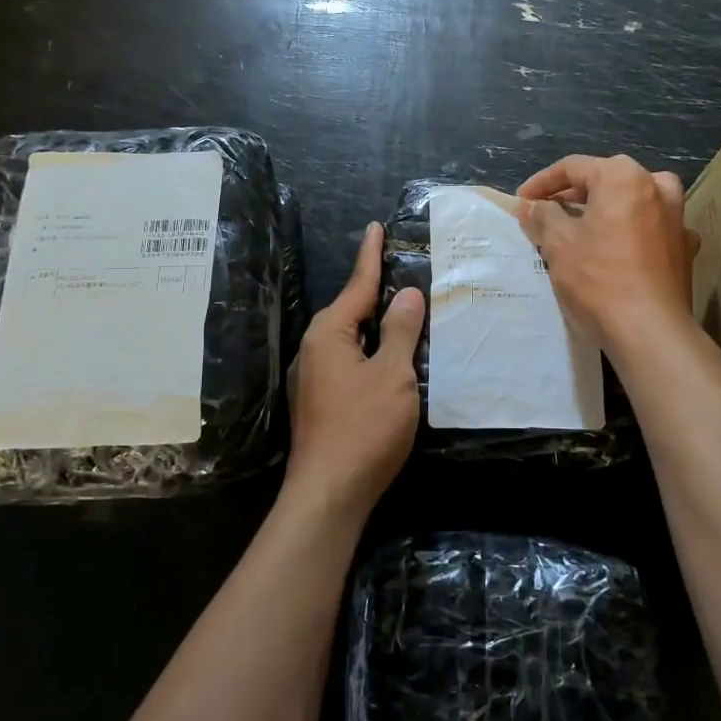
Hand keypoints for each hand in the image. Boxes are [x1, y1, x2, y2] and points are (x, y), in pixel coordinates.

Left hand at [285, 222, 424, 520]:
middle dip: (376, 291)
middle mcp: (315, 348)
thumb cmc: (364, 427)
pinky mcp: (320, 401)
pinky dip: (371, 350)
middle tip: (404, 270)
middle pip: (352, 310)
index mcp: (329, 334)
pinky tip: (390, 358)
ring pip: (351, 338)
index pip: (357, 284)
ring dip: (376, 325)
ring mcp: (314, 377)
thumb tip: (407, 294)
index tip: (375, 227)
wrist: (329, 493)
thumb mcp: (392, 374)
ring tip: (404, 311)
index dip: (371, 256)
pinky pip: (350, 360)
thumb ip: (401, 331)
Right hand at [517, 155, 698, 355]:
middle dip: (574, 196)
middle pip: (606, 181)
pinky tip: (618, 249)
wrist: (650, 331)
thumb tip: (531, 206)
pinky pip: (650, 229)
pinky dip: (631, 232)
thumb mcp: (558, 244)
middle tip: (547, 213)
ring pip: (632, 202)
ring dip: (605, 211)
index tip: (521, 201)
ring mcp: (677, 218)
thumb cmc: (598, 279)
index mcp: (623, 176)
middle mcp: (656, 187)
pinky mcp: (685, 249)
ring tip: (581, 228)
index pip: (573, 168)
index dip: (541, 183)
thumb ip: (543, 216)